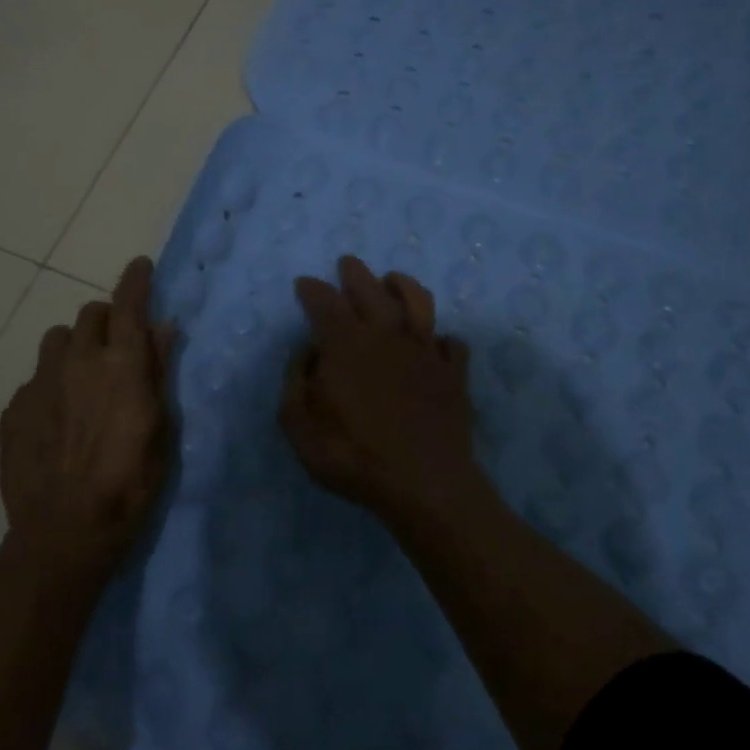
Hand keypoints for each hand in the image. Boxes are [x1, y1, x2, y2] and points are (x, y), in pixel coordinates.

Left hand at [0, 256, 174, 575]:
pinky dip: (50, 385)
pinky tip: (55, 419)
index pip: (129, 304)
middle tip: (117, 345)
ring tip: (81, 378)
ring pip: (56, 339)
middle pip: (90, 314)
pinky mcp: (14, 408)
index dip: (136, 280)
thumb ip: (159, 371)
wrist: (64, 532)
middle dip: (106, 319)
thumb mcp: (162, 429)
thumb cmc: (129, 484)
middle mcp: (78, 361)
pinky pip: (34, 379)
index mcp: (121, 364)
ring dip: (74, 347)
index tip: (139, 265)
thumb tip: (164, 326)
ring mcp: (40, 383)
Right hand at [280, 255, 475, 521]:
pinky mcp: (454, 373)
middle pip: (370, 289)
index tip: (304, 284)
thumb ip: (295, 382)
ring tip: (391, 280)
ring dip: (402, 285)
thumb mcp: (299, 426)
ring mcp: (425, 351)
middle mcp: (387, 335)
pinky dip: (442, 338)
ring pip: (417, 301)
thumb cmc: (353, 456)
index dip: (311, 289)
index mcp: (346, 344)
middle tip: (347, 264)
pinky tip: (436, 343)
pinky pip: (452, 344)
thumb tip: (308, 352)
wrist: (424, 485)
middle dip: (355, 272)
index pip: (325, 302)